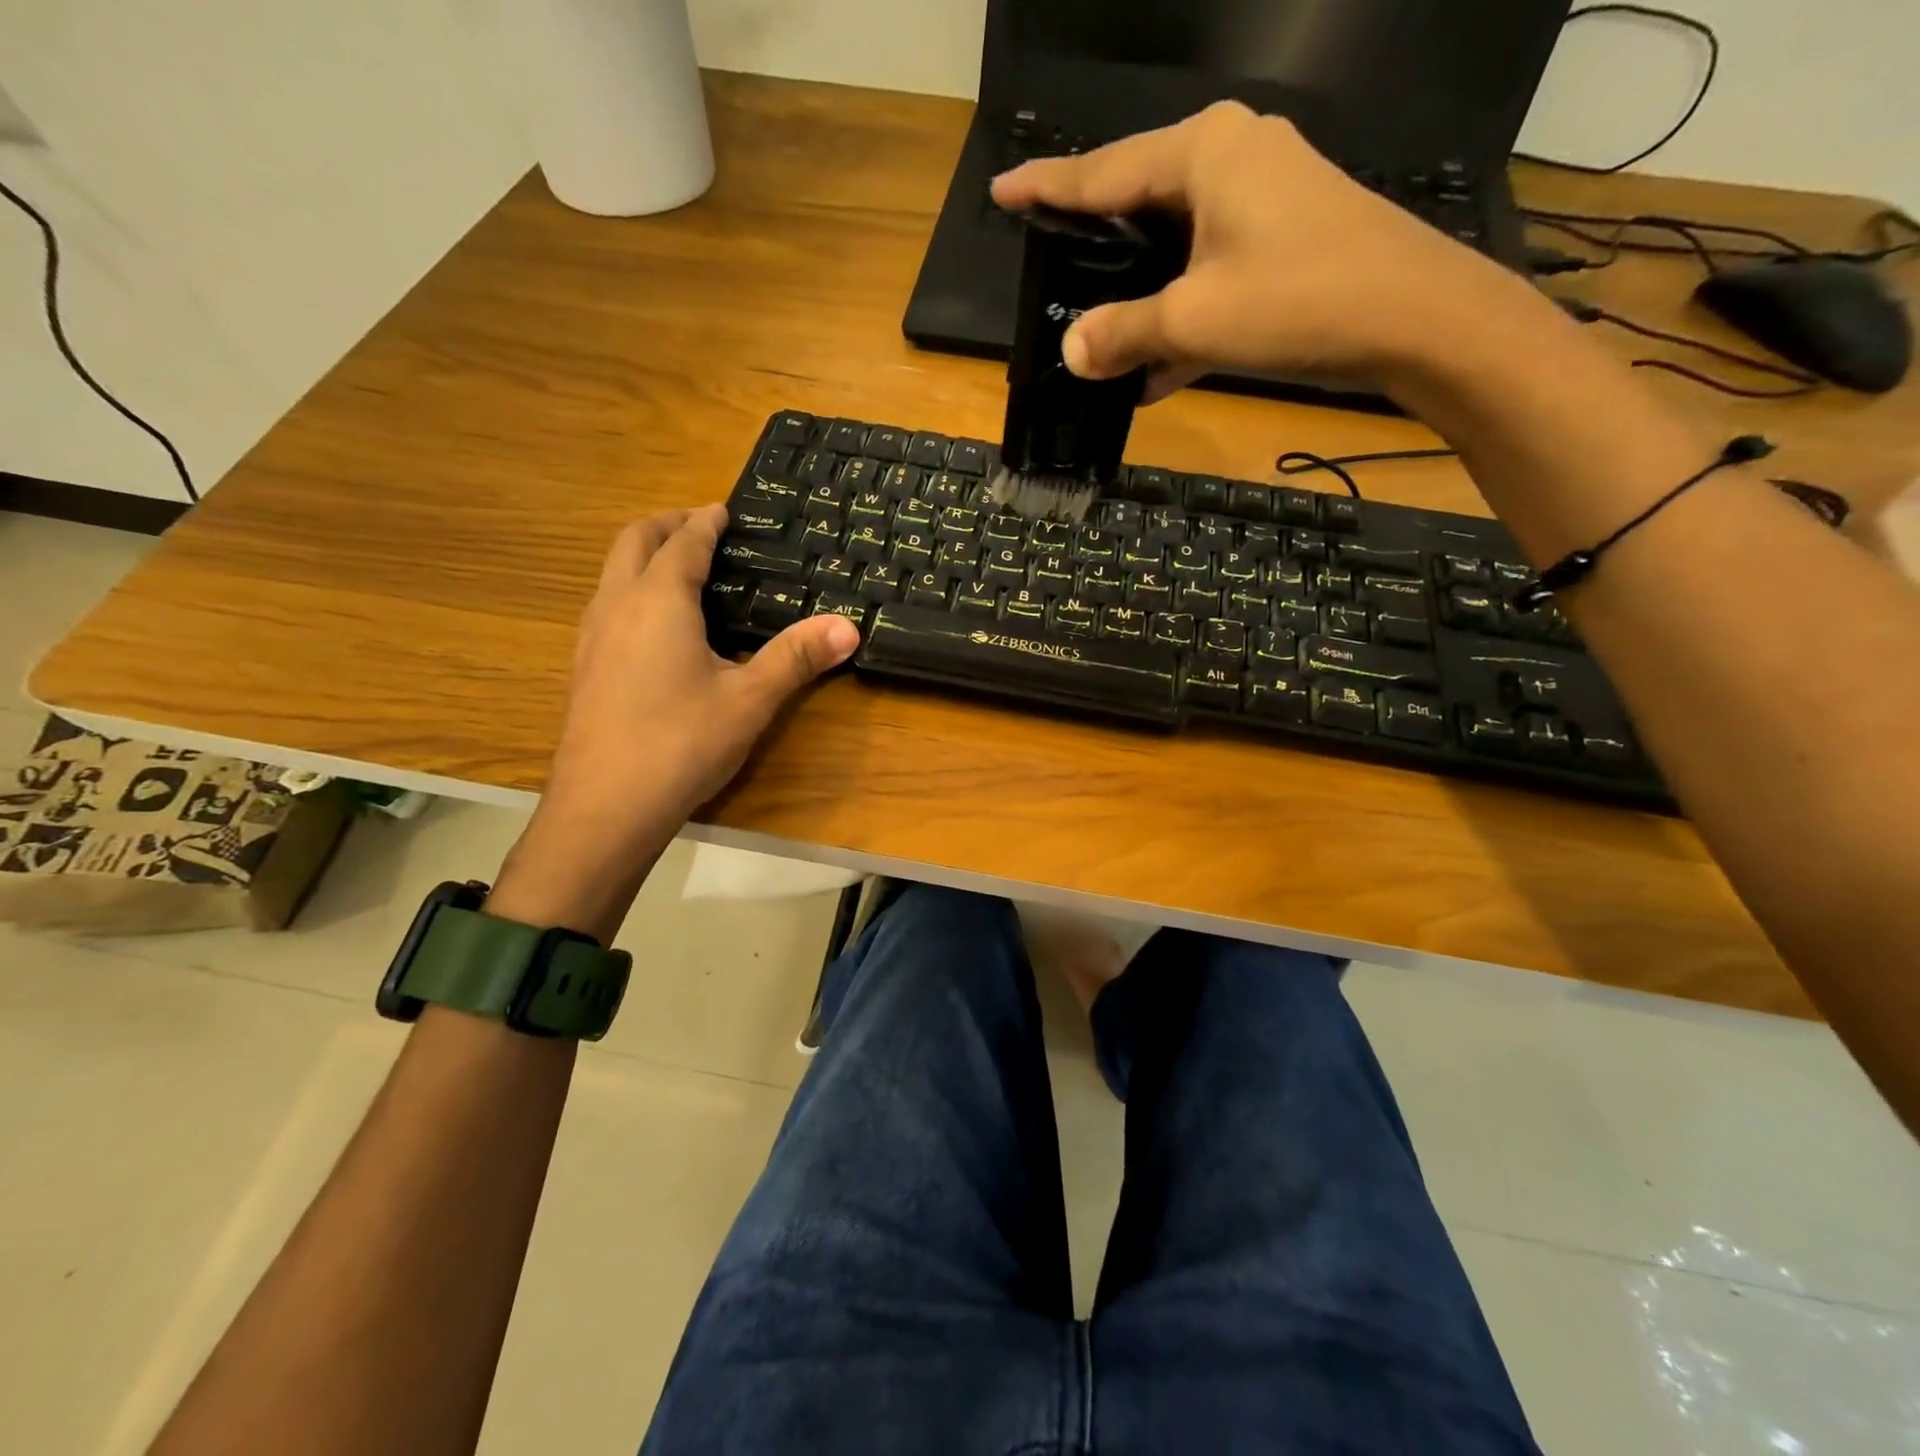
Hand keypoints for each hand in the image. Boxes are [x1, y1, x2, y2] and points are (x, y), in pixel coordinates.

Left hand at [489, 506, 857, 937]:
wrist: (604, 808)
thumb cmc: (681, 743)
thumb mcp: (750, 699)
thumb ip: (796, 657)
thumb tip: (849, 627)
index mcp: (659, 601)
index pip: (683, 543)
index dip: (706, 522)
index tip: (725, 510)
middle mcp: (617, 606)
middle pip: (634, 541)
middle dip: (667, 525)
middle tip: (702, 527)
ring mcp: (592, 637)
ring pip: (612, 572)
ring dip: (644, 555)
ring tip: (681, 568)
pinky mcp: (584, 667)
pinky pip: (607, 604)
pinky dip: (632, 589)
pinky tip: (656, 627)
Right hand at [990, 102, 1517, 397]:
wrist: (1417, 320)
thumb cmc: (1299, 301)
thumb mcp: (1194, 320)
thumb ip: (1123, 332)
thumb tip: (1071, 351)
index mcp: (1203, 152)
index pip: (1103, 171)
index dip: (1048, 187)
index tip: (1003, 192)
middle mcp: (1231, 158)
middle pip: (1138, 202)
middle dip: (1093, 244)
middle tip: (1047, 265)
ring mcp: (1262, 198)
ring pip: (1173, 246)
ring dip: (1138, 298)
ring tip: (1095, 333)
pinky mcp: (1283, 239)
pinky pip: (1209, 272)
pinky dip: (1181, 316)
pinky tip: (1154, 373)